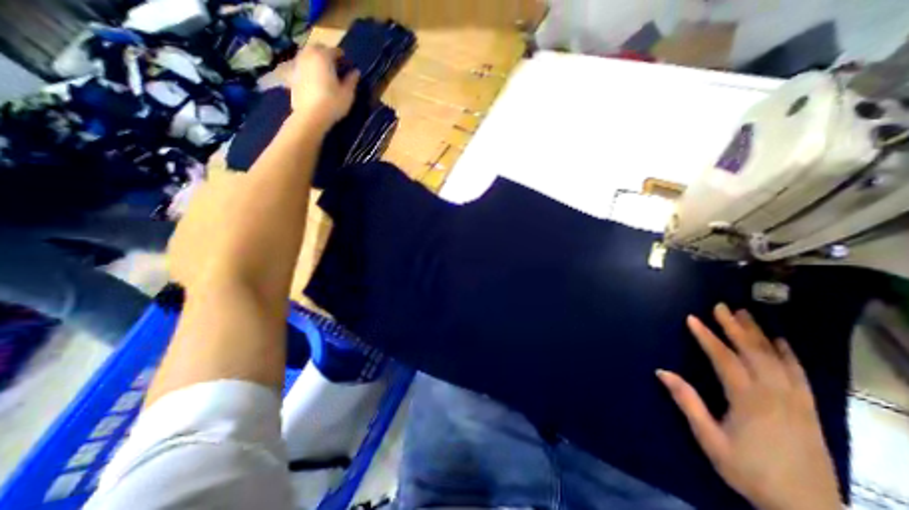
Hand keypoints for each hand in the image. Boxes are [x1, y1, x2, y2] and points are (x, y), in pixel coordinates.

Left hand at [291, 42, 361, 127]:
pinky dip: (308, 68)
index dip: (341, 55)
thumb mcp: (347, 94)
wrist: (310, 116)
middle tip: (334, 63)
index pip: (333, 50)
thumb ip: (351, 81)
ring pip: (307, 55)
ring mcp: (298, 65)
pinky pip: (302, 66)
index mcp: (323, 57)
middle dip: (326, 52)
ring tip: (324, 69)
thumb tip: (356, 72)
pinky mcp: (292, 75)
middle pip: (317, 48)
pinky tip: (314, 78)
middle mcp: (308, 56)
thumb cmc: (332, 104)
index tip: (347, 62)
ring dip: (315, 59)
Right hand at [658, 305, 840, 508]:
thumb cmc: (749, 471)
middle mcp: (775, 394)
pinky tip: (781, 342)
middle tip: (721, 306)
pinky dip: (789, 355)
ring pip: (776, 359)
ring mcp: (796, 401)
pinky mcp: (809, 410)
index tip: (692, 318)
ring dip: (758, 334)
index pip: (724, 359)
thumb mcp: (710, 438)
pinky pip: (799, 375)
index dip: (707, 337)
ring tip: (744, 315)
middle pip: (752, 352)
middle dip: (734, 327)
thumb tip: (661, 371)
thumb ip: (687, 402)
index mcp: (748, 400)